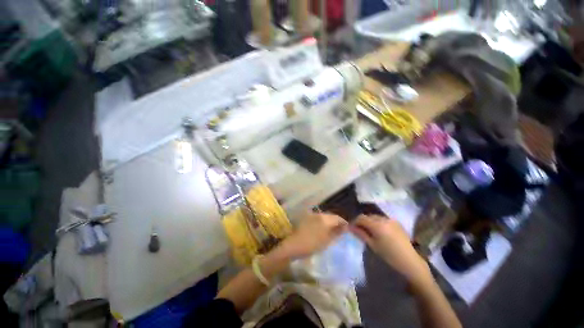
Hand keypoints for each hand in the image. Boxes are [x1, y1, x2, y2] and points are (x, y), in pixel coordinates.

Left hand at [278, 212, 346, 258]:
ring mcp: (311, 215)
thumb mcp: (327, 241)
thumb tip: (344, 228)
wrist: (293, 245)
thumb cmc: (311, 245)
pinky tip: (322, 229)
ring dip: (329, 222)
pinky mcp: (306, 217)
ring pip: (324, 216)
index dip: (344, 223)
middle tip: (340, 230)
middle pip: (331, 216)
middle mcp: (318, 213)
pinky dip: (322, 222)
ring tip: (332, 231)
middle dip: (336, 222)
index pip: (338, 218)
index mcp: (325, 218)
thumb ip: (337, 233)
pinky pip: (318, 218)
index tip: (347, 229)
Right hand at [350, 215, 430, 286]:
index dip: (355, 221)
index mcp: (377, 224)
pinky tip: (379, 231)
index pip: (361, 218)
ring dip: (370, 221)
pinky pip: (383, 219)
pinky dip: (378, 222)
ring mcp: (391, 219)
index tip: (352, 228)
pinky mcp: (396, 222)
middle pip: (368, 216)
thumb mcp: (372, 245)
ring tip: (369, 231)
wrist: (410, 260)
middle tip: (360, 230)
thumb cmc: (389, 255)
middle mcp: (383, 219)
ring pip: (375, 217)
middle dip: (362, 221)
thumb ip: (361, 234)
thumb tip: (350, 227)